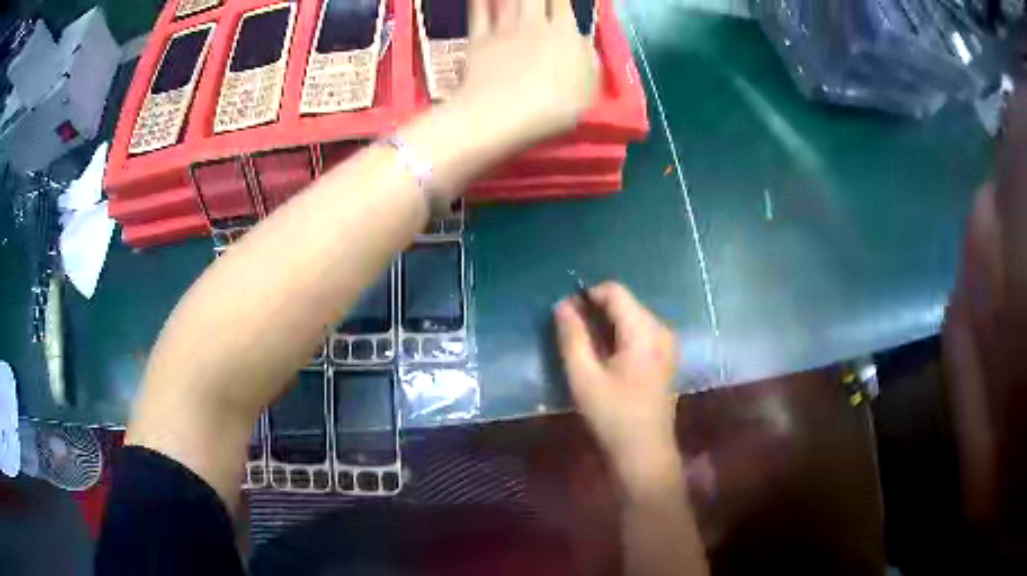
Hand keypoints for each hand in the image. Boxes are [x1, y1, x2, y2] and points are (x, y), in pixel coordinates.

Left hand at [454, 0, 598, 150]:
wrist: (500, 115)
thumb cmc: (550, 108)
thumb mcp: (587, 89)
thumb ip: (588, 61)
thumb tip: (585, 43)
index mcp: (564, 33)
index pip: (562, 1)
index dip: (559, 0)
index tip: (558, 3)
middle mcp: (534, 24)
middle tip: (535, 2)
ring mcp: (504, 30)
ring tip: (511, 0)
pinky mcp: (478, 40)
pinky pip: (478, 11)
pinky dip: (479, 1)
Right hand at [554, 282, 682, 493]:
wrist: (645, 452)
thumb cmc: (613, 416)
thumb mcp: (584, 377)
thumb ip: (572, 337)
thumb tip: (562, 304)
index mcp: (644, 331)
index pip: (615, 291)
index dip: (587, 296)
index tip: (566, 317)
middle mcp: (661, 330)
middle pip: (625, 303)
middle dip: (596, 312)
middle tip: (572, 338)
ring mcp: (667, 344)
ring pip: (632, 317)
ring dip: (607, 326)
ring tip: (587, 351)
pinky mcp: (666, 357)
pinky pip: (640, 332)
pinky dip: (620, 337)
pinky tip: (607, 361)